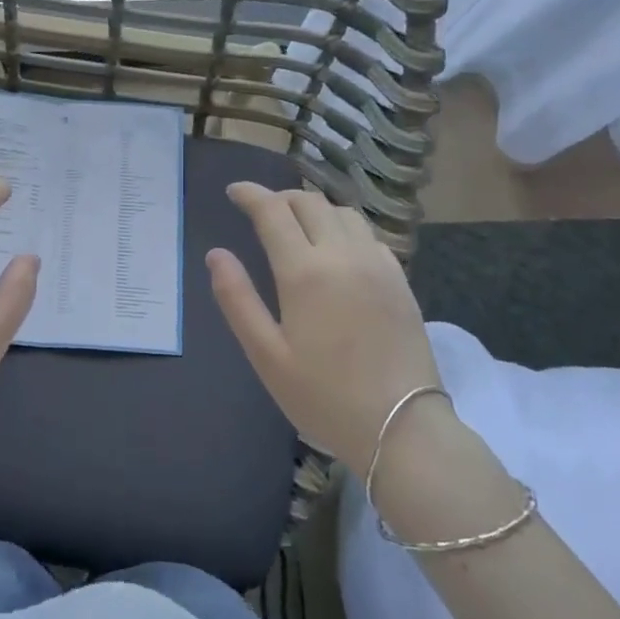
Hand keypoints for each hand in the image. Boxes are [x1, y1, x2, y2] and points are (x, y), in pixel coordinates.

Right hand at [206, 182, 441, 465]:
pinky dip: (343, 227)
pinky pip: (368, 234)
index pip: (273, 212)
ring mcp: (377, 265)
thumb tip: (216, 254)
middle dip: (280, 198)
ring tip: (297, 224)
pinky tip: (336, 248)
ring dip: (314, 208)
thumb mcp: (266, 354)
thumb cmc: (324, 395)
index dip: (250, 195)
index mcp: (305, 272)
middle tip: (260, 210)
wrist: (403, 427)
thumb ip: (237, 299)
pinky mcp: (400, 280)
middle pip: (309, 203)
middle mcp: (343, 255)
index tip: (234, 191)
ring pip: (342, 213)